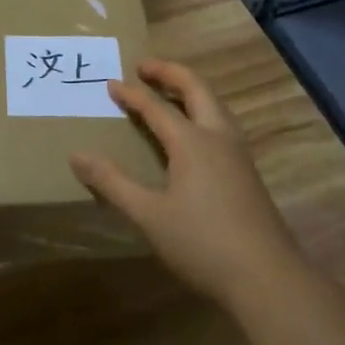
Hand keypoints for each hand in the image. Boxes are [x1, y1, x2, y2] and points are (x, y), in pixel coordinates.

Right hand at [70, 59, 304, 313]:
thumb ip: (112, 183)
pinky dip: (202, 111)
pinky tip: (195, 133)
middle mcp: (218, 137)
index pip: (156, 107)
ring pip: (215, 105)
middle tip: (144, 66)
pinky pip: (222, 125)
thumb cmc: (202, 243)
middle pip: (196, 89)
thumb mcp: (148, 215)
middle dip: (170, 73)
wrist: (267, 278)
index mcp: (192, 142)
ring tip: (169, 91)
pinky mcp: (247, 173)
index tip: (110, 83)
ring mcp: (238, 154)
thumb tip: (77, 156)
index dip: (131, 94)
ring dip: (190, 90)